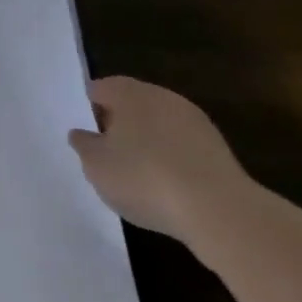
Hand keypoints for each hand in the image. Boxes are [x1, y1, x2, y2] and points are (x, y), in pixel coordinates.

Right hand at [68, 75, 253, 243]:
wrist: (220, 212)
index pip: (99, 89)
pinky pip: (182, 147)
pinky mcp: (219, 150)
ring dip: (147, 143)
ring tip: (138, 176)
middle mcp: (162, 97)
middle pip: (131, 105)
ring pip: (159, 126)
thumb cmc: (144, 179)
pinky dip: (172, 160)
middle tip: (108, 155)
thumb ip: (83, 145)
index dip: (89, 110)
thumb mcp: (96, 165)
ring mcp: (195, 122)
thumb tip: (82, 134)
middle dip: (119, 125)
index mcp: (128, 92)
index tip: (86, 137)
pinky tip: (167, 187)